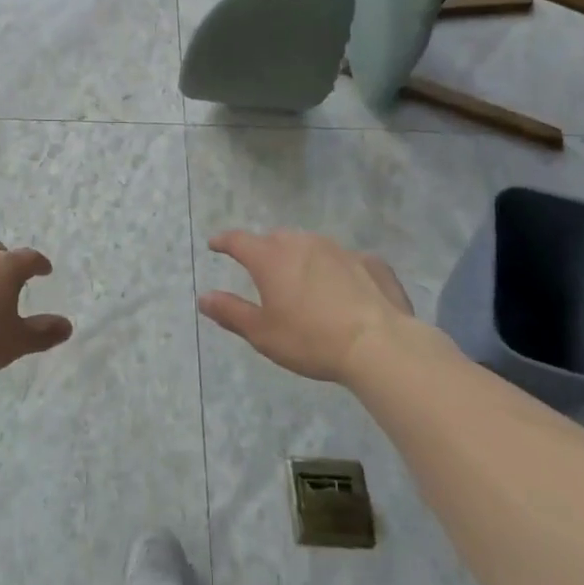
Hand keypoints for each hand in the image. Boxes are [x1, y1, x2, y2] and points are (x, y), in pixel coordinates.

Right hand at [199, 229, 417, 383]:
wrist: (379, 345)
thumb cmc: (311, 340)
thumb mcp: (263, 334)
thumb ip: (231, 312)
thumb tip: (204, 297)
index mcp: (270, 258)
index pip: (238, 240)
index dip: (223, 241)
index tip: (215, 245)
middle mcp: (301, 244)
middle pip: (275, 239)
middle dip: (265, 250)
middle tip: (263, 270)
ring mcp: (338, 249)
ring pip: (310, 245)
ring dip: (301, 257)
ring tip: (303, 279)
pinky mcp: (370, 262)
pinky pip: (346, 260)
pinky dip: (339, 270)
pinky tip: (345, 290)